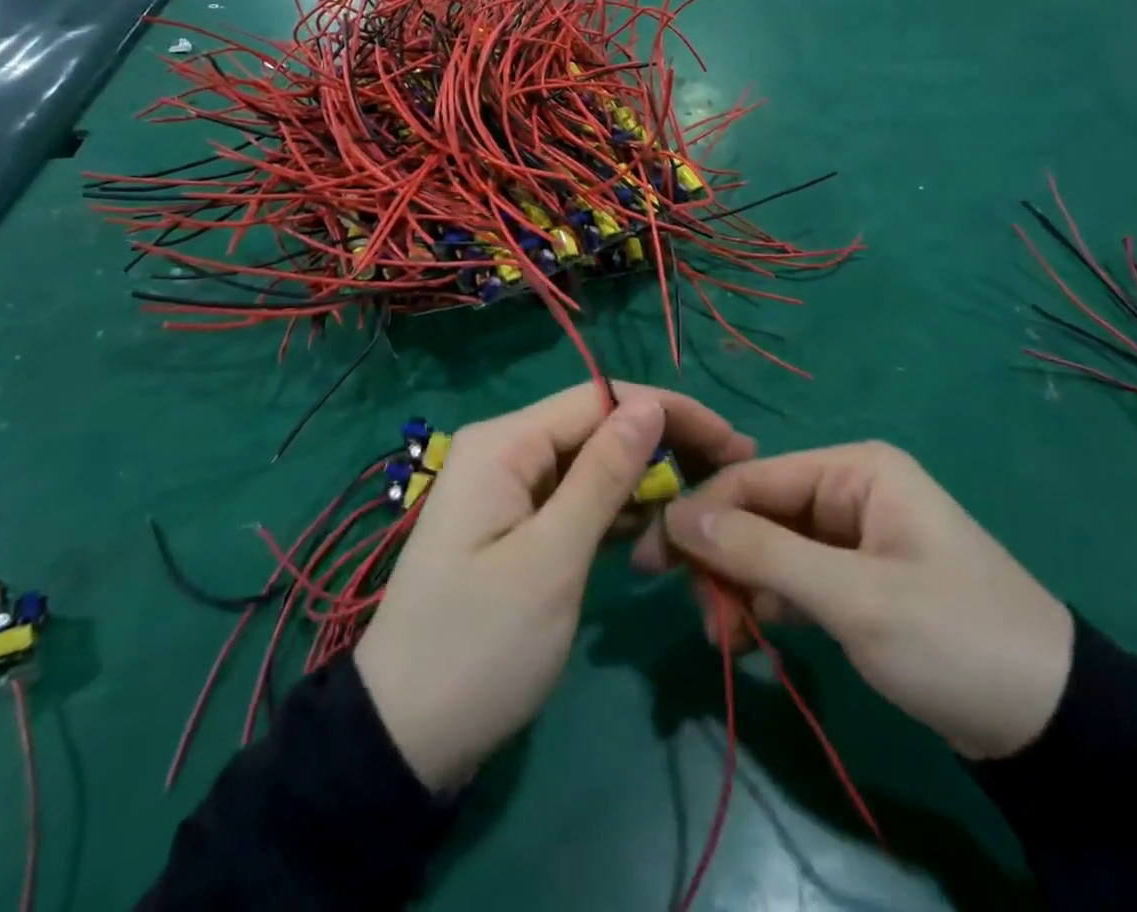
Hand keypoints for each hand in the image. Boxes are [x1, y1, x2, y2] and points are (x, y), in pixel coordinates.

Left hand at [355, 382, 755, 791]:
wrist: (404, 738)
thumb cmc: (479, 647)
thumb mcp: (550, 561)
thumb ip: (602, 477)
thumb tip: (650, 405)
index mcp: (504, 442)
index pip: (601, 398)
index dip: (669, 412)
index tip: (733, 441)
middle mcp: (505, 449)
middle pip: (598, 427)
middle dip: (663, 444)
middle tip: (732, 472)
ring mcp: (509, 488)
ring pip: (592, 464)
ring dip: (645, 481)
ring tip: (705, 505)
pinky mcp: (517, 525)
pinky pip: (576, 499)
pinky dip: (617, 512)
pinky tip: (657, 532)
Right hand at [651, 442, 1073, 760]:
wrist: (1055, 727)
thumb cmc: (953, 638)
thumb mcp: (853, 597)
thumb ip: (761, 551)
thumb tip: (677, 514)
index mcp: (853, 469)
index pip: (753, 479)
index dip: (699, 515)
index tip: (652, 560)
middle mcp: (848, 489)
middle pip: (757, 513)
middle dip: (722, 561)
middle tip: (702, 620)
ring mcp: (851, 535)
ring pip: (769, 547)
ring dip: (740, 588)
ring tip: (727, 640)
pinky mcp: (856, 578)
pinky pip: (793, 577)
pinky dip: (768, 604)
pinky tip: (753, 637)